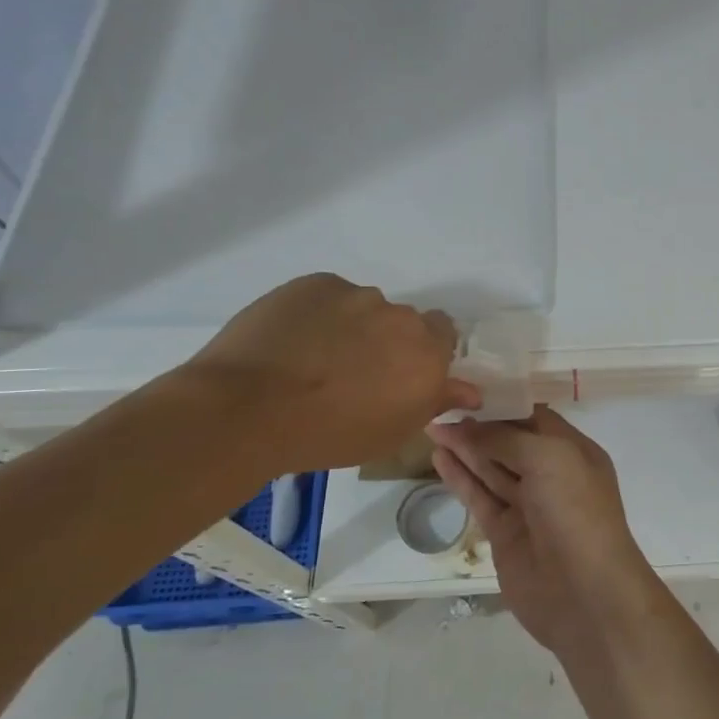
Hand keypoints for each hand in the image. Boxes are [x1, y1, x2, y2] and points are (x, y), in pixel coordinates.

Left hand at [178, 274, 480, 472]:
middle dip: (387, 341)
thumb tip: (471, 391)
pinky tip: (293, 340)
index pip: (445, 334)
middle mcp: (401, 318)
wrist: (248, 409)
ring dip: (353, 326)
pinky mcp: (317, 283)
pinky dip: (319, 314)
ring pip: (365, 308)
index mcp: (427, 355)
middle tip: (355, 372)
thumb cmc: (327, 434)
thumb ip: (435, 402)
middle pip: (403, 322)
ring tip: (314, 357)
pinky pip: (329, 296)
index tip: (400, 374)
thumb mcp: (391, 432)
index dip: (424, 352)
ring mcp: (357, 296)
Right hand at [427, 407, 667, 654]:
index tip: (469, 390)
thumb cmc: (576, 511)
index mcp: (573, 451)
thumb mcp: (549, 458)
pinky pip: (480, 497)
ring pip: (491, 468)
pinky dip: (460, 477)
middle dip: (478, 425)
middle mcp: (552, 475)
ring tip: (432, 426)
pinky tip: (439, 457)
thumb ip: (507, 439)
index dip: (503, 404)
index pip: (535, 418)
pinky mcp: (505, 533)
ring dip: (464, 448)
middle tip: (439, 407)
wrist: (585, 593)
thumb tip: (469, 426)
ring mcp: (528, 506)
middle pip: (509, 442)